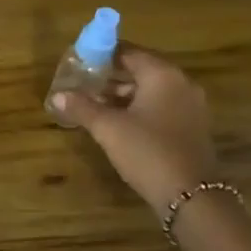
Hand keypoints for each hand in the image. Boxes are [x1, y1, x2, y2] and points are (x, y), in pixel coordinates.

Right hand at [53, 46, 217, 208]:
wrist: (192, 197)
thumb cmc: (147, 151)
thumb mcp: (108, 128)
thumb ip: (82, 107)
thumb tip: (56, 96)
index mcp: (162, 75)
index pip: (128, 52)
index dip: (102, 56)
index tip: (80, 63)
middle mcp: (181, 84)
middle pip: (141, 70)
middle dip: (111, 77)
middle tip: (84, 84)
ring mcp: (192, 107)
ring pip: (152, 90)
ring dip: (124, 95)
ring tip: (96, 105)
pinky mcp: (193, 128)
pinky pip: (162, 107)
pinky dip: (141, 109)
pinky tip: (119, 124)